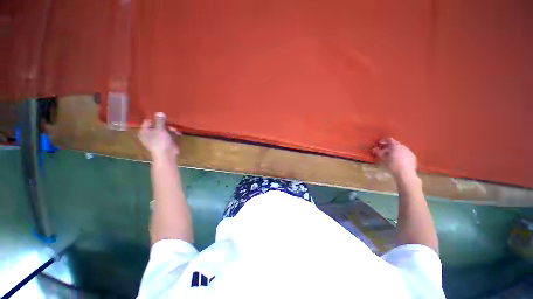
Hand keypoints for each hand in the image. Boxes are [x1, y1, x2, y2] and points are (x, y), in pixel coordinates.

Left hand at [138, 113, 180, 161]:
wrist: (167, 155)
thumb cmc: (160, 142)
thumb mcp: (160, 130)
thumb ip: (160, 121)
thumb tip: (160, 112)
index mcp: (145, 131)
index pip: (149, 121)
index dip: (156, 119)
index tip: (164, 118)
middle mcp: (150, 134)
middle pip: (158, 124)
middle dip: (166, 124)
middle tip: (171, 126)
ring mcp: (159, 138)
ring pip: (165, 129)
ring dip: (171, 129)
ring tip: (176, 131)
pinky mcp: (166, 140)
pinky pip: (170, 134)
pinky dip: (174, 133)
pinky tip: (178, 134)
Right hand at [372, 137, 416, 177]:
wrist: (405, 174)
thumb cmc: (392, 165)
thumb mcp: (382, 159)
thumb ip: (378, 152)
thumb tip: (375, 149)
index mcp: (395, 145)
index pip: (389, 140)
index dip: (383, 141)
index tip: (379, 144)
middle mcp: (403, 146)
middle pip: (395, 144)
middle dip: (389, 147)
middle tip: (383, 151)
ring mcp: (409, 151)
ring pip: (400, 149)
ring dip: (395, 151)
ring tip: (390, 156)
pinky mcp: (413, 157)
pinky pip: (405, 153)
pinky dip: (400, 155)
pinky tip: (398, 160)